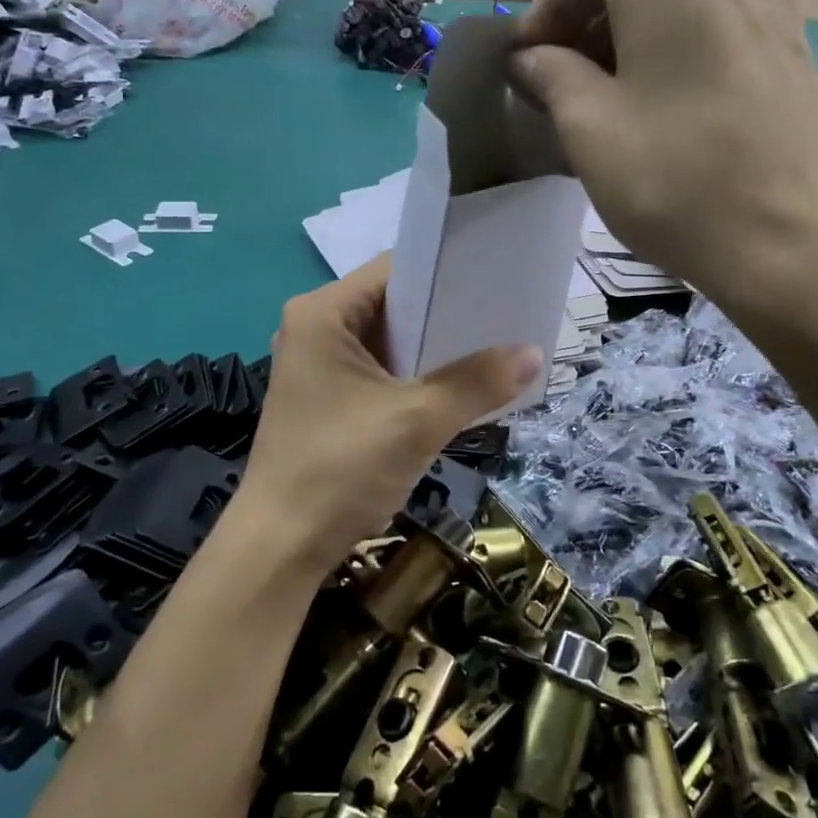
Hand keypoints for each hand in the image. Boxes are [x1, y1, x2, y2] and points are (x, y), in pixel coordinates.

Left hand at [236, 256, 542, 574]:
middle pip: (394, 305)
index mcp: (323, 312)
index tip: (497, 281)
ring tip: (493, 348)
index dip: (448, 272)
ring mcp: (318, 365)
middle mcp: (315, 328)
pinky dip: (415, 377)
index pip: (396, 270)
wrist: (281, 547)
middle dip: (447, 314)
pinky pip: (380, 372)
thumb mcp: (417, 421)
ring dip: (434, 350)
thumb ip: (476, 382)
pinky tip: (458, 387)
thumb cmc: (341, 469)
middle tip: (505, 318)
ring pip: (389, 342)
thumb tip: (536, 353)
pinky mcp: (325, 398)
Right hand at [510, 0, 817, 339]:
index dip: (542, 16)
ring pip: (677, 5)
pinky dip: (673, 55)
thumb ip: (551, 76)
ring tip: (601, 100)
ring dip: (629, 43)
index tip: (519, 65)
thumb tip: (530, 57)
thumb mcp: (588, 127)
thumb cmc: (676, 177)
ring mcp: (775, 2)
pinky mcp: (796, 46)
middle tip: (553, 85)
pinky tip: (657, 107)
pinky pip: (715, 31)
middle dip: (585, 29)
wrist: (799, 243)